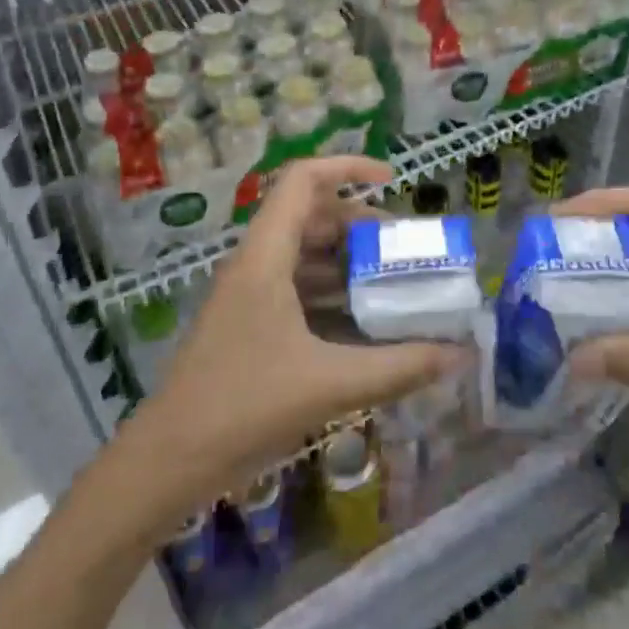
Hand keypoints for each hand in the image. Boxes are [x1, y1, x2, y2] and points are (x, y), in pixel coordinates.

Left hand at [124, 157, 466, 511]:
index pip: (303, 180)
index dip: (348, 167)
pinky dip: (330, 291)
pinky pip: (296, 286)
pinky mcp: (248, 321)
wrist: (169, 462)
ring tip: (391, 281)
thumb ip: (399, 366)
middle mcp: (255, 262)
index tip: (392, 180)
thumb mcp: (330, 383)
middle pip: (309, 215)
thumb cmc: (244, 408)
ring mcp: (248, 292)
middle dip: (358, 222)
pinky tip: (362, 321)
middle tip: (402, 246)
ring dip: (346, 259)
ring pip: (303, 252)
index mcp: (266, 255)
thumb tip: (460, 355)